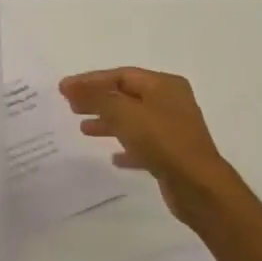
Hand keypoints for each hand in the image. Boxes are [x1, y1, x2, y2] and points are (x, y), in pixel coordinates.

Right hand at [60, 66, 237, 228]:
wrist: (197, 185)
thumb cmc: (161, 141)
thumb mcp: (123, 113)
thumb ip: (95, 97)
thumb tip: (68, 84)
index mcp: (164, 85)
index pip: (121, 75)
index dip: (90, 80)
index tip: (64, 89)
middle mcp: (171, 102)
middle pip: (126, 96)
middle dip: (97, 100)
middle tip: (71, 107)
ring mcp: (173, 129)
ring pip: (133, 120)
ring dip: (108, 123)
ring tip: (83, 130)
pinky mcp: (172, 153)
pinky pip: (143, 144)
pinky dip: (125, 147)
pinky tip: (112, 158)